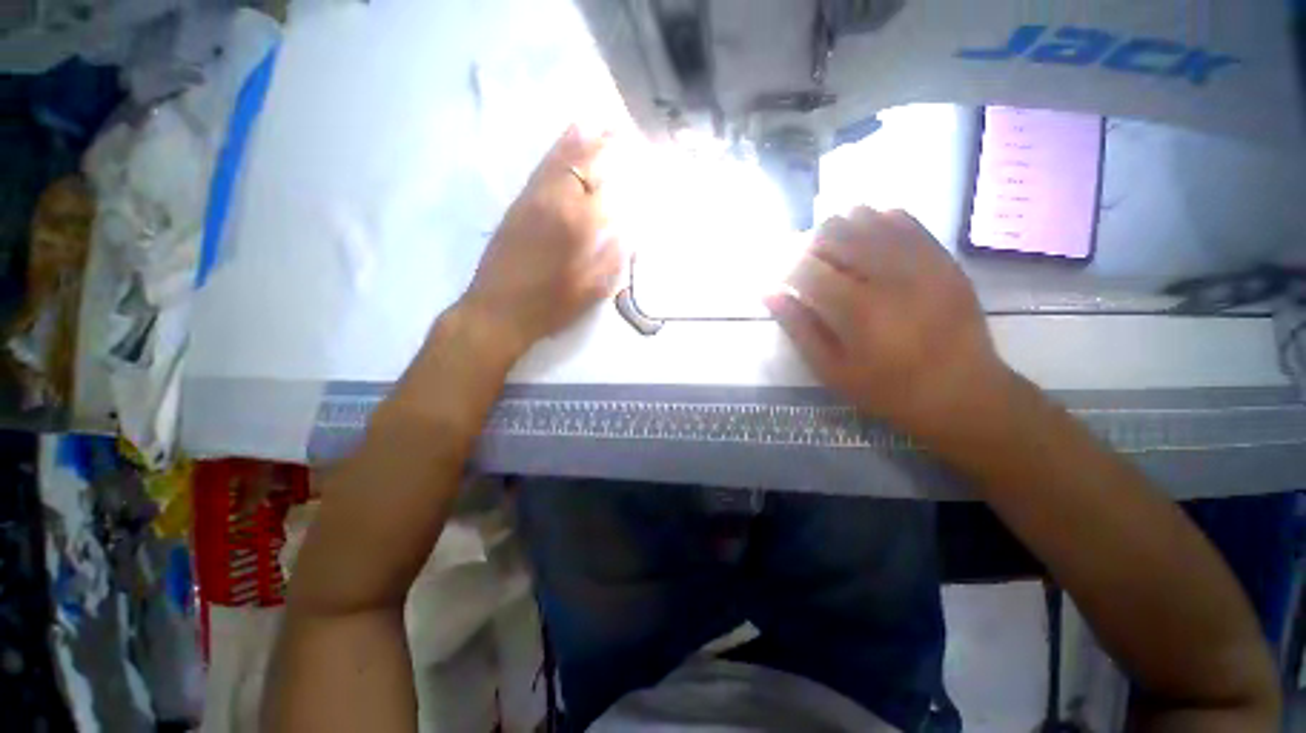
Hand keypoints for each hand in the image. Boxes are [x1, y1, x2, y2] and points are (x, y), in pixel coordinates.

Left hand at [460, 125, 622, 357]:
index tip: (634, 152)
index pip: (602, 184)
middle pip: (579, 163)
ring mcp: (531, 202)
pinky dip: (553, 155)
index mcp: (575, 225)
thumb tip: (629, 233)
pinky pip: (539, 173)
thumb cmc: (549, 307)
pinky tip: (561, 149)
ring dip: (574, 141)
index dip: (618, 165)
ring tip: (591, 123)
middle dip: (599, 143)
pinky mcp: (516, 208)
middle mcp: (553, 203)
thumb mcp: (590, 290)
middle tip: (616, 128)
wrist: (497, 312)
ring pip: (555, 162)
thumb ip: (612, 259)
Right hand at [766, 207, 1010, 438]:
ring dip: (839, 231)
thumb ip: (798, 328)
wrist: (962, 389)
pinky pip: (900, 217)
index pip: (806, 267)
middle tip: (808, 269)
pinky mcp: (940, 254)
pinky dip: (873, 223)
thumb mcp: (832, 370)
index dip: (786, 269)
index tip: (782, 281)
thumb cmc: (887, 388)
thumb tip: (769, 293)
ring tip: (836, 256)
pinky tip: (867, 246)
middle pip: (833, 231)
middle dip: (809, 246)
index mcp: (857, 309)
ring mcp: (919, 258)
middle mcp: (887, 273)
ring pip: (865, 216)